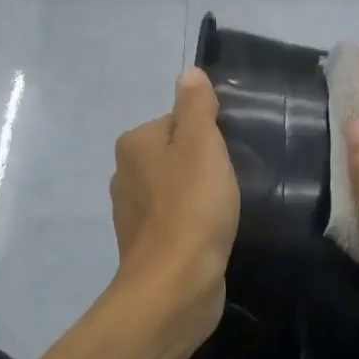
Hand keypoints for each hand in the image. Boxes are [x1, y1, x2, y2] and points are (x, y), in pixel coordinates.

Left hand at [110, 67, 239, 339]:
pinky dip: (195, 222)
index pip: (178, 121)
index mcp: (134, 144)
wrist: (176, 284)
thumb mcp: (201, 144)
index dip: (208, 134)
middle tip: (233, 179)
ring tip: (227, 207)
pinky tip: (214, 232)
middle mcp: (125, 174)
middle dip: (204, 164)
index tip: (230, 153)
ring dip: (200, 194)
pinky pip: (177, 219)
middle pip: (176, 153)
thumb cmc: (192, 206)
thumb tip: (189, 73)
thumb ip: (196, 106)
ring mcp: (134, 213)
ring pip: (176, 187)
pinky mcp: (148, 245)